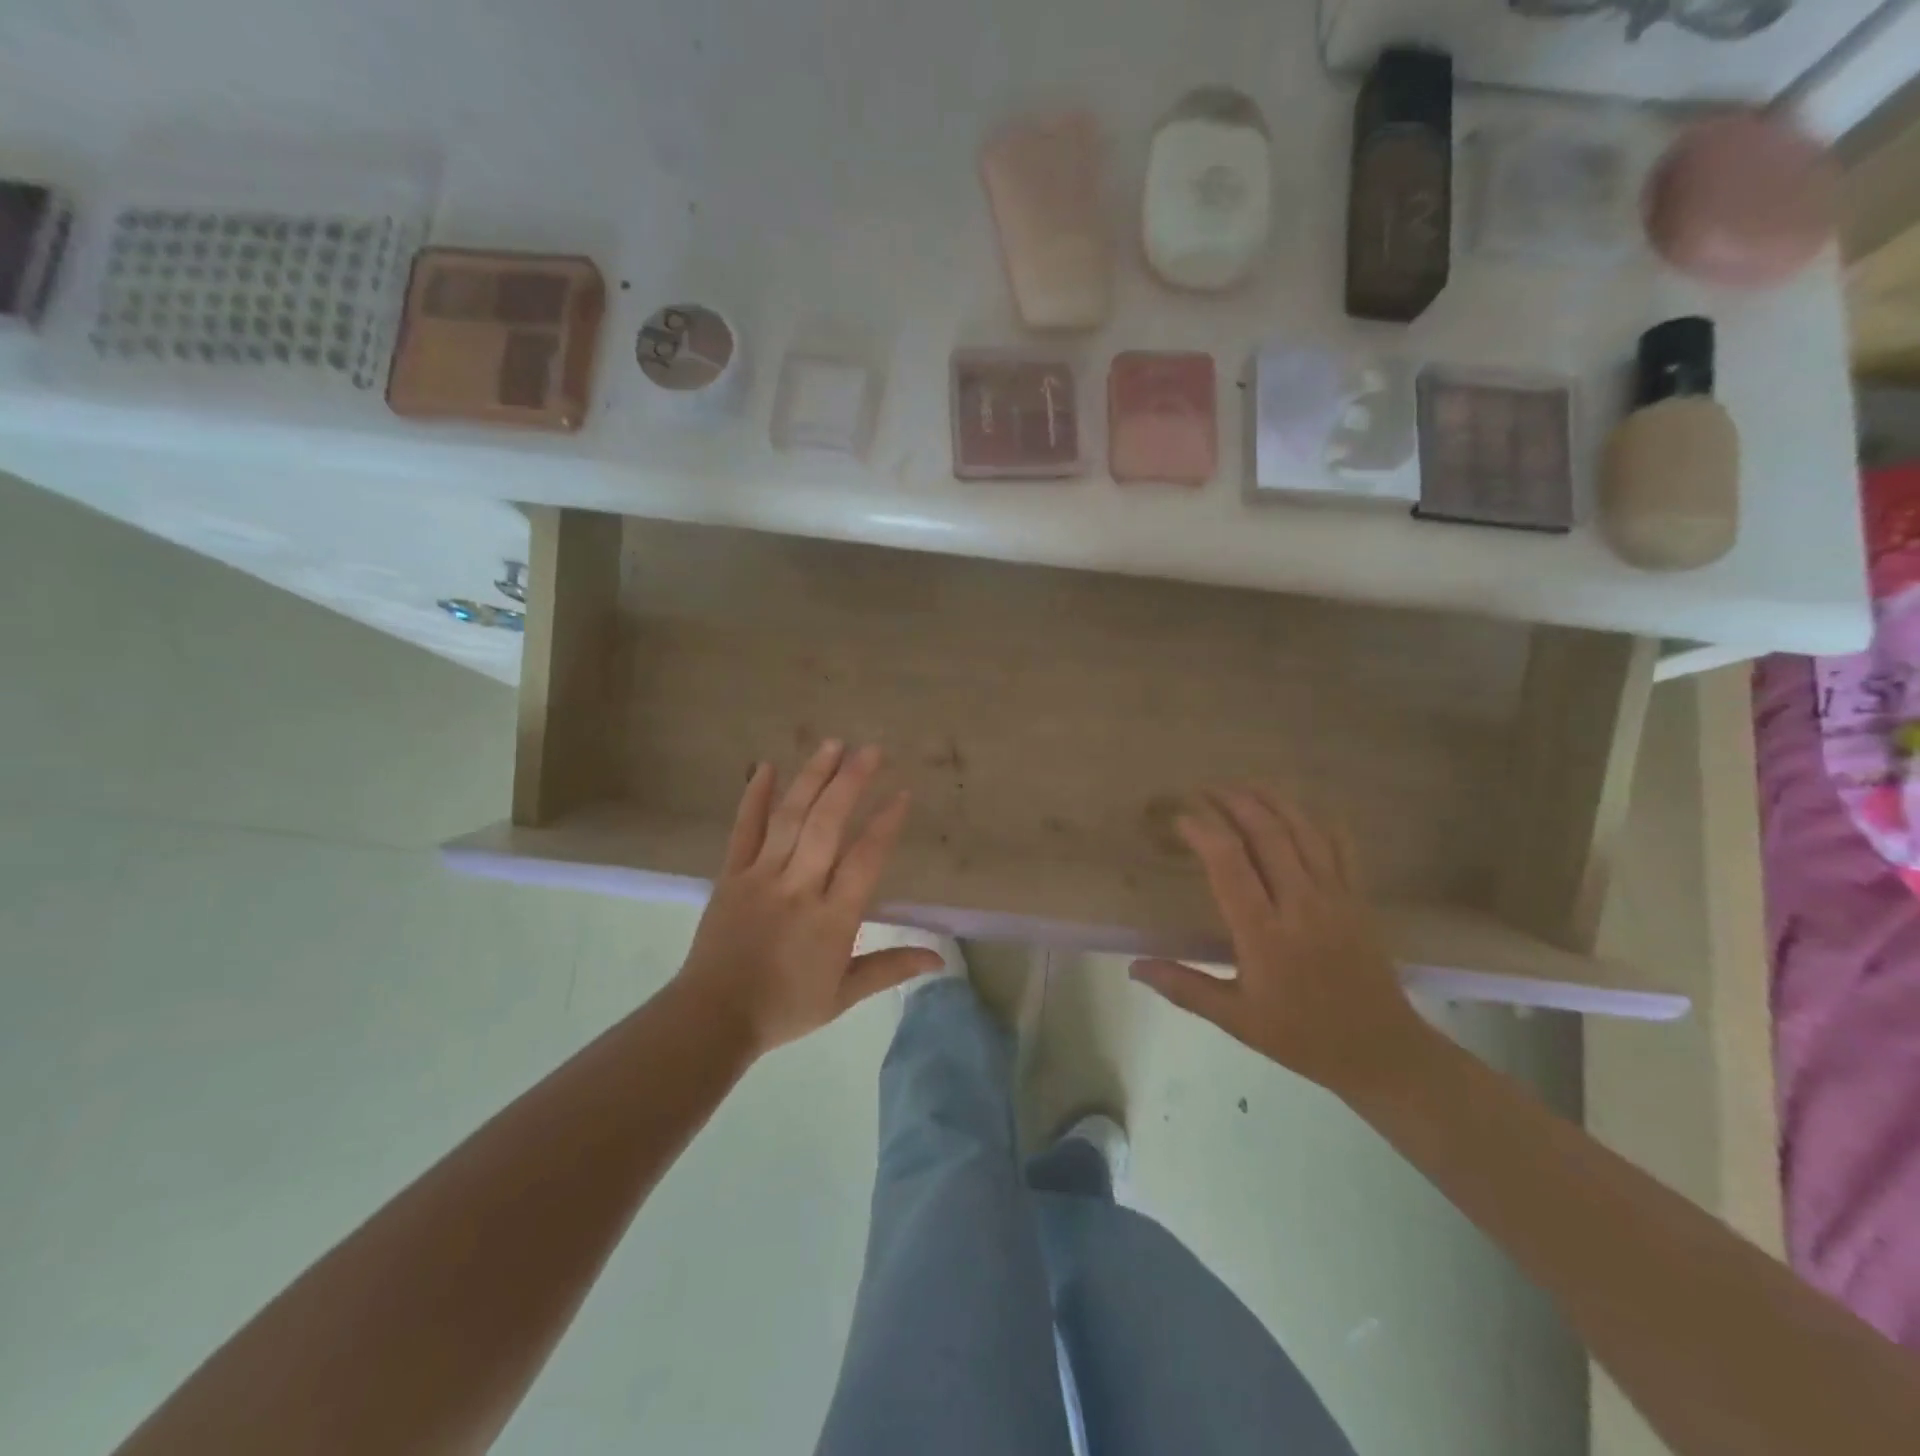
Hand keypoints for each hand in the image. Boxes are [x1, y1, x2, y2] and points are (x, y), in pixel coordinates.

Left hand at [674, 741, 943, 1055]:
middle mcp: (798, 887)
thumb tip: (939, 958)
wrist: (713, 1017)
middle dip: (851, 782)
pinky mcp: (731, 875)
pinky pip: (744, 830)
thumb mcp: (844, 995)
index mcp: (832, 918)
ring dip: (812, 777)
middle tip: (871, 750)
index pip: (865, 860)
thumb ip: (890, 968)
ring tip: (832, 744)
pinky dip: (754, 797)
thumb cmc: (784, 1007)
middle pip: (827, 825)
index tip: (902, 794)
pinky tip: (765, 766)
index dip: (885, 824)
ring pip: (790, 818)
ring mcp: (761, 876)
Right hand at [1130, 789, 1431, 1099]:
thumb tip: (1133, 967)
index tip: (1181, 817)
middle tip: (1205, 789)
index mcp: (1265, 933)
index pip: (1229, 864)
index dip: (1203, 831)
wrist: (1381, 1051)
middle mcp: (1300, 904)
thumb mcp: (1235, 1019)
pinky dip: (1318, 820)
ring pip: (1303, 831)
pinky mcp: (1358, 898)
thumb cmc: (1301, 1036)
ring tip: (1243, 784)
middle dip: (1233, 802)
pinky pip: (1340, 846)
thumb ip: (1183, 987)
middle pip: (1266, 834)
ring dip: (1271, 800)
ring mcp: (1335, 897)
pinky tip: (1300, 809)